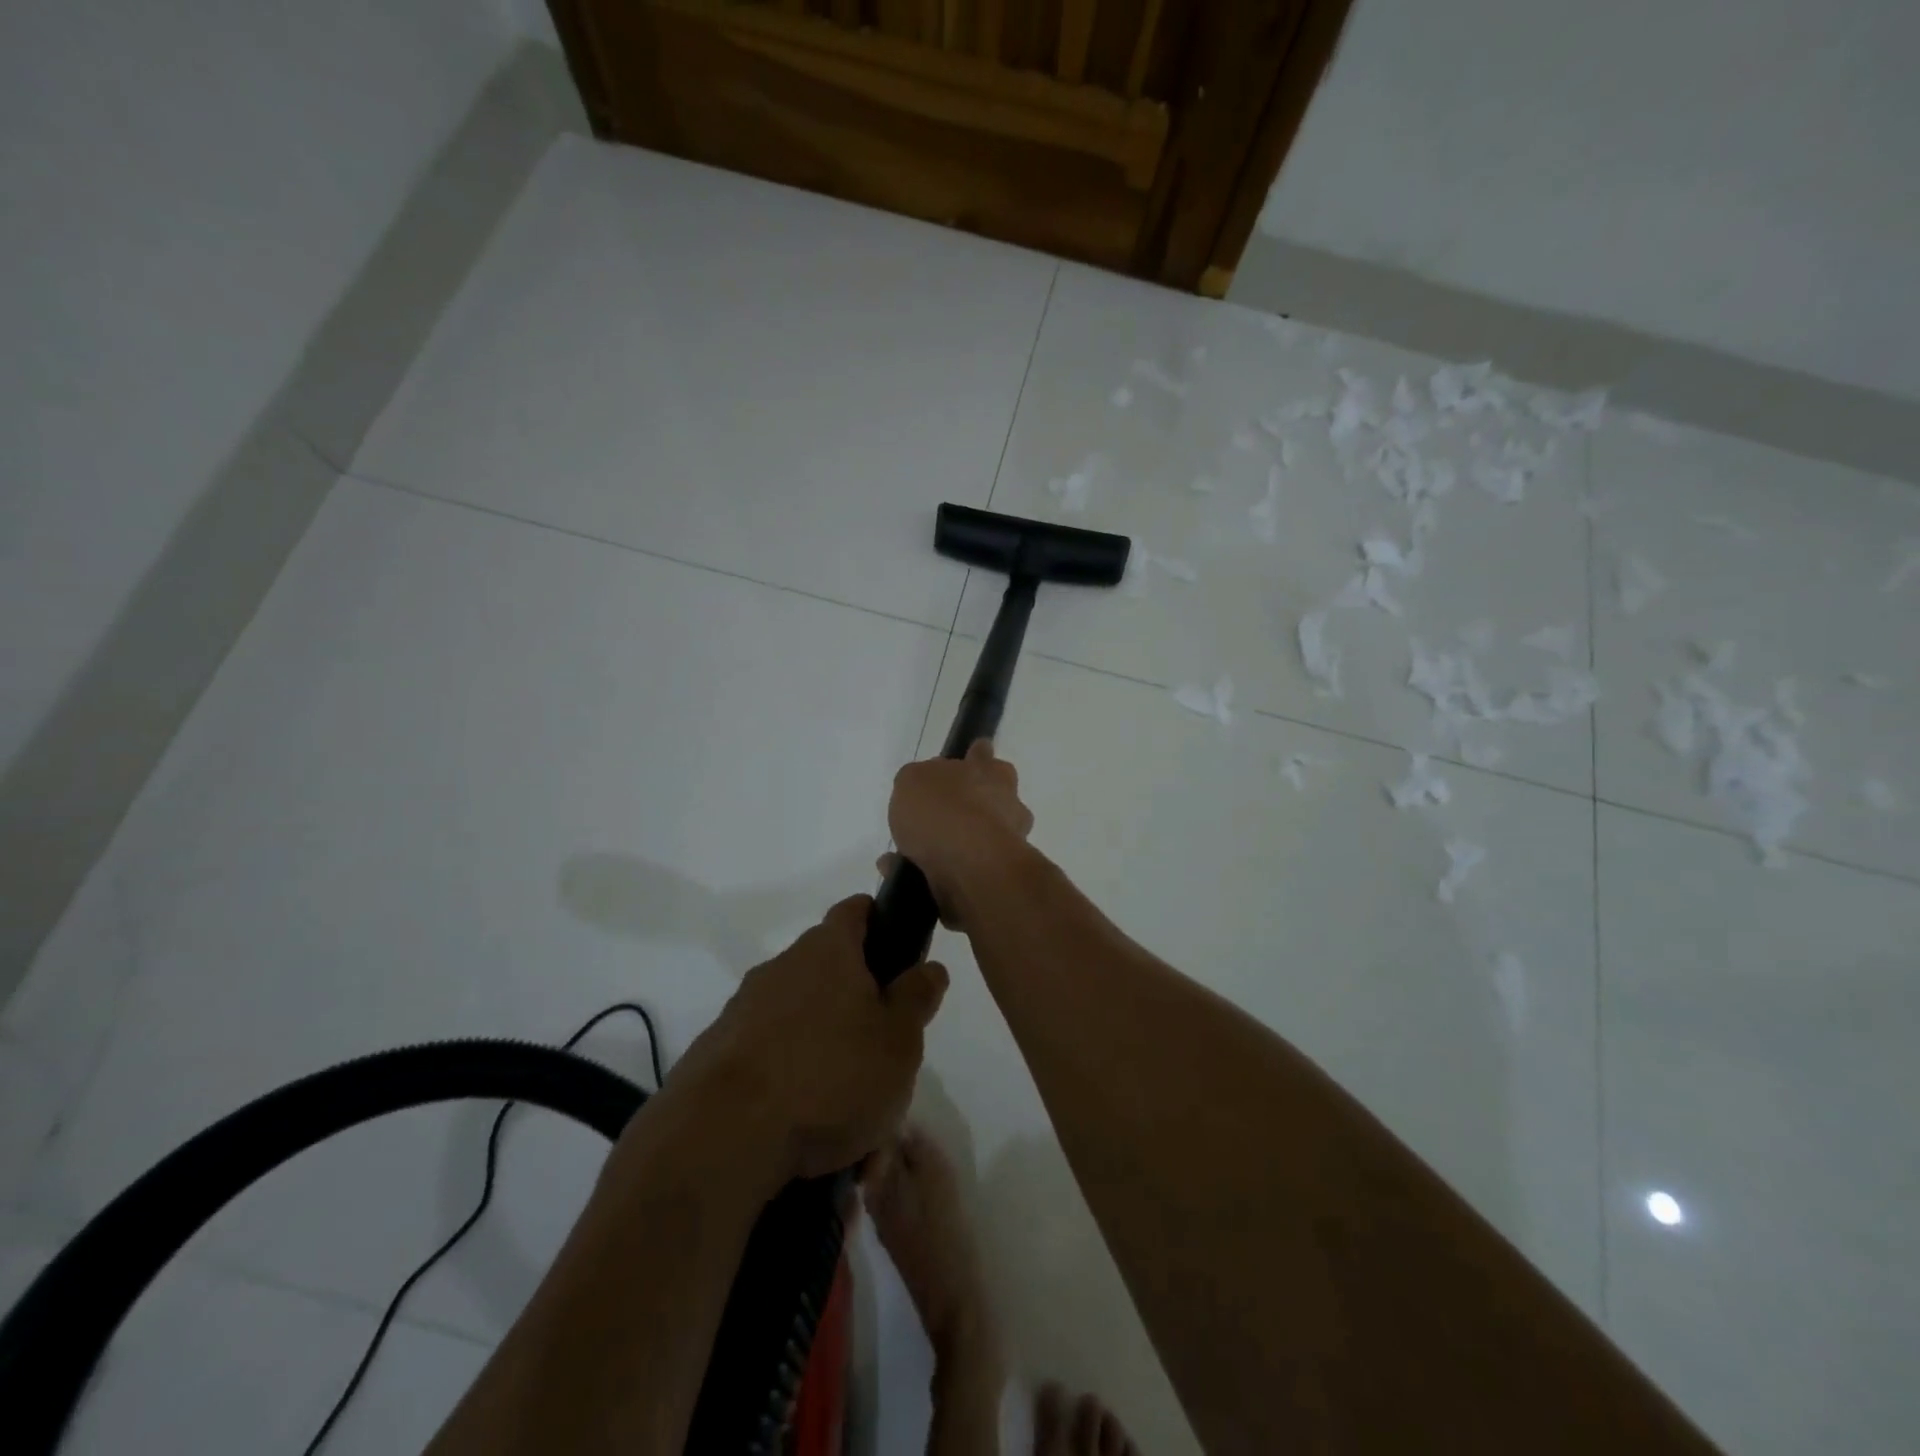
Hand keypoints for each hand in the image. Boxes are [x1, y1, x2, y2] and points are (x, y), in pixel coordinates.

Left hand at [672, 894, 946, 1179]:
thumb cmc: (829, 1076)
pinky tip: (803, 1124)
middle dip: (856, 1000)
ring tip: (846, 1106)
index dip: (880, 920)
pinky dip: (788, 1076)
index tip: (898, 951)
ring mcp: (744, 1009)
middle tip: (881, 1047)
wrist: (721, 1137)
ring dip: (823, 1044)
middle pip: (828, 967)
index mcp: (828, 951)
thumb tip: (929, 967)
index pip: (855, 910)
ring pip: (799, 1015)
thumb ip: (917, 997)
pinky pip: (768, 1053)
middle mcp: (783, 966)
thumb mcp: (899, 1041)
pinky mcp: (717, 1052)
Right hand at [885, 740, 1034, 927]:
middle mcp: (1007, 805)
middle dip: (961, 810)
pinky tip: (906, 879)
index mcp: (992, 773)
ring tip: (901, 859)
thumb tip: (925, 792)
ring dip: (943, 849)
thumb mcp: (912, 779)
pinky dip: (937, 876)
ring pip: (973, 842)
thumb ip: (919, 782)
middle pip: (987, 800)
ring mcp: (1007, 844)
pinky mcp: (997, 878)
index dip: (972, 759)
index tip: (964, 765)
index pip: (984, 755)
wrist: (970, 866)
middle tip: (927, 821)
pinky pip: (962, 873)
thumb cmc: (943, 809)